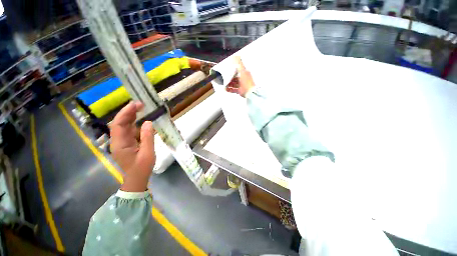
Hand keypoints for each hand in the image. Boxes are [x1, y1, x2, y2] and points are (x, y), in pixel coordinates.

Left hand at [110, 101, 155, 191]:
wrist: (137, 179)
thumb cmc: (142, 168)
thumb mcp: (148, 153)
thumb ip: (147, 137)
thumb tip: (148, 122)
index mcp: (120, 144)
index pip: (119, 124)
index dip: (126, 113)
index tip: (136, 105)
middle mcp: (118, 141)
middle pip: (120, 123)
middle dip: (128, 112)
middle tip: (140, 104)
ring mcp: (122, 142)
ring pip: (124, 126)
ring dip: (131, 116)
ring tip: (141, 108)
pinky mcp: (127, 143)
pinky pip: (129, 130)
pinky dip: (134, 123)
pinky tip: (141, 120)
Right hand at [226, 56, 255, 96]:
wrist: (250, 92)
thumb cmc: (246, 81)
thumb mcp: (242, 71)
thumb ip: (239, 63)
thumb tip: (235, 56)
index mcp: (245, 73)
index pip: (238, 71)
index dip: (233, 70)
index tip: (227, 70)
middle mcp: (243, 79)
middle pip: (235, 78)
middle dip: (230, 78)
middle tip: (224, 78)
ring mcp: (242, 86)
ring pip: (234, 84)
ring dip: (229, 84)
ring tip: (224, 85)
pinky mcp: (240, 91)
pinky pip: (234, 90)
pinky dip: (230, 89)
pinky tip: (226, 89)